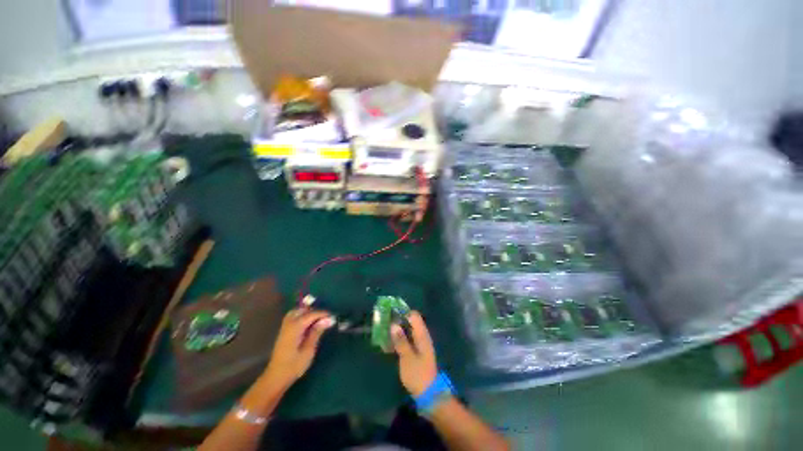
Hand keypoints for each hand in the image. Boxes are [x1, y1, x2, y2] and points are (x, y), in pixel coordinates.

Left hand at [263, 308, 334, 390]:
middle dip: (315, 312)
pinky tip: (308, 324)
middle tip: (325, 319)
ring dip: (307, 313)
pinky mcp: (284, 332)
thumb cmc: (294, 366)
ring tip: (317, 320)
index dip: (323, 314)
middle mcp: (289, 324)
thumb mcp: (309, 350)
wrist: (276, 378)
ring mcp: (285, 327)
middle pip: (303, 310)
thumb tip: (328, 319)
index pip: (311, 314)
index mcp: (295, 327)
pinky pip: (293, 317)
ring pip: (297, 312)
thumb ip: (317, 332)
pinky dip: (301, 316)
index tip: (333, 316)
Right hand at [392, 311, 437, 396]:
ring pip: (408, 331)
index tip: (390, 314)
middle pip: (410, 322)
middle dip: (398, 321)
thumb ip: (400, 340)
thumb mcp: (407, 357)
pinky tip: (390, 344)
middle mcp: (422, 336)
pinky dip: (400, 339)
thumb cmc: (418, 374)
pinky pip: (407, 340)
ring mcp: (420, 344)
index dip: (403, 313)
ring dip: (398, 331)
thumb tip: (394, 324)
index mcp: (422, 335)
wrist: (429, 394)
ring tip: (384, 332)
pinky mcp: (417, 352)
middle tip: (384, 323)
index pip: (414, 315)